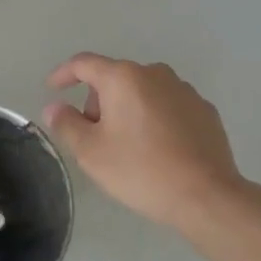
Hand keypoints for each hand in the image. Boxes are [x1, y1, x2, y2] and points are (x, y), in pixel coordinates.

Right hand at [42, 54, 245, 227]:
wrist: (207, 196)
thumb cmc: (140, 170)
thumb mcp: (91, 152)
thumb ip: (66, 124)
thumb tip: (55, 107)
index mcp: (123, 78)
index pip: (84, 64)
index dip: (63, 74)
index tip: (53, 89)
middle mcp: (155, 73)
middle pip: (114, 78)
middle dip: (98, 102)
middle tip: (94, 138)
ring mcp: (184, 90)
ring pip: (143, 92)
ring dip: (128, 110)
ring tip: (128, 147)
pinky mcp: (205, 110)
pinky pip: (168, 106)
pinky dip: (155, 119)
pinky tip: (158, 149)